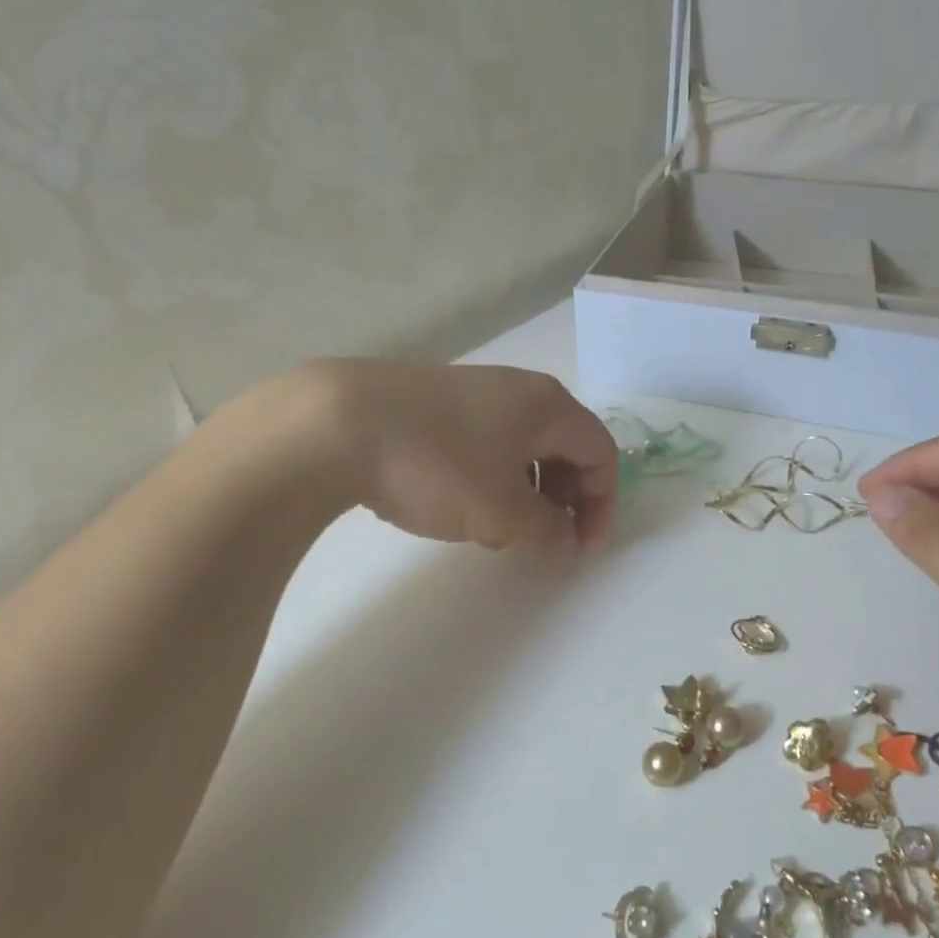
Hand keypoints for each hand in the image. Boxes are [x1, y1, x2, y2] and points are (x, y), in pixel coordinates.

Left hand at [294, 359, 617, 551]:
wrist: (336, 423)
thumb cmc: (440, 466)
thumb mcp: (503, 512)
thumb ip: (547, 529)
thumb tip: (565, 537)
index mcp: (549, 406)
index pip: (601, 453)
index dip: (602, 504)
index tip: (581, 548)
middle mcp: (519, 389)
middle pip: (564, 447)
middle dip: (563, 499)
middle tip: (542, 539)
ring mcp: (474, 390)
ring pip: (522, 445)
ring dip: (525, 491)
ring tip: (494, 529)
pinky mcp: (435, 400)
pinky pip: (485, 440)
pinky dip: (490, 476)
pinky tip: (456, 503)